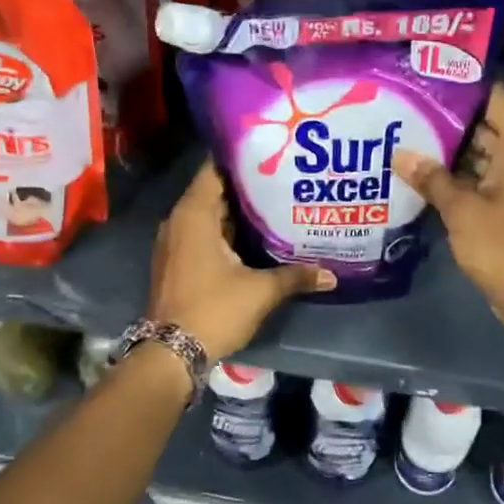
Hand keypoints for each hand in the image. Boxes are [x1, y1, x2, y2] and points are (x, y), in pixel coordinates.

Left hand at [147, 161, 334, 359]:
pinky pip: (204, 234)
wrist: (171, 353)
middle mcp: (179, 221)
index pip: (215, 169)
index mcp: (194, 214)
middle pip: (215, 191)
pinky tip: (256, 236)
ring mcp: (175, 242)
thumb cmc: (214, 309)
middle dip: (248, 186)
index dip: (242, 158)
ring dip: (238, 211)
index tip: (271, 150)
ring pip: (210, 215)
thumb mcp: (261, 291)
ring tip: (276, 202)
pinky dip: (227, 231)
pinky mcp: (178, 262)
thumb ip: (296, 276)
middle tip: (284, 177)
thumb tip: (332, 274)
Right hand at [393, 83, 503, 336]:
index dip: (462, 83)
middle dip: (445, 117)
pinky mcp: (502, 205)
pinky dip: (451, 176)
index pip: (493, 96)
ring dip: (445, 149)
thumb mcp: (462, 209)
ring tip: (401, 133)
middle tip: (402, 105)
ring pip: (476, 153)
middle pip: (482, 123)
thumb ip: (431, 178)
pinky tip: (415, 171)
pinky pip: (474, 179)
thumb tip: (400, 154)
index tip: (424, 74)